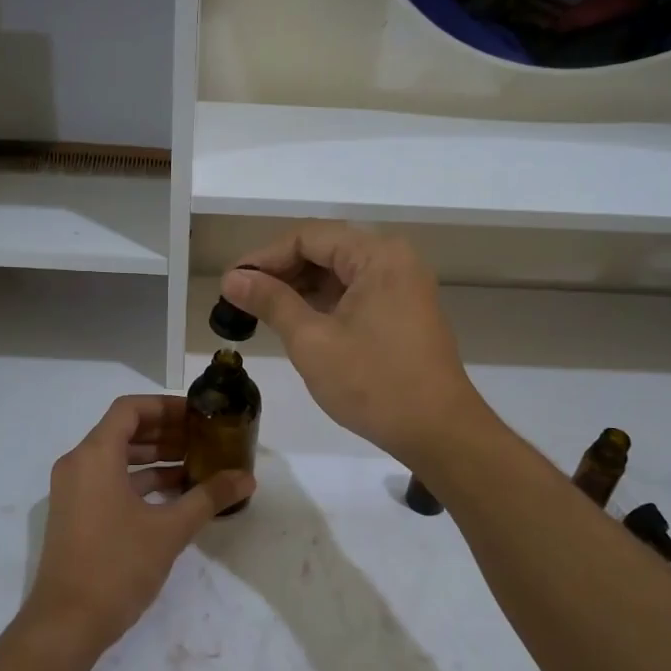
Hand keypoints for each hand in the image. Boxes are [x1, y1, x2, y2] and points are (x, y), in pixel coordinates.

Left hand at [24, 395, 253, 658]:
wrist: (66, 624)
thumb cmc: (117, 566)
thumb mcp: (170, 530)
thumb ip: (209, 497)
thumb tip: (247, 478)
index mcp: (95, 455)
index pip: (130, 409)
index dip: (166, 406)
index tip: (198, 415)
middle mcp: (78, 464)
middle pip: (123, 431)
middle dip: (165, 432)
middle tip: (204, 438)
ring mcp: (73, 491)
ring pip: (117, 458)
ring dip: (155, 458)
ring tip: (196, 465)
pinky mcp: (75, 514)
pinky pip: (109, 481)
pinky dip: (140, 481)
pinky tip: (174, 495)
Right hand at [222, 224, 487, 467]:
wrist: (438, 432)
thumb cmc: (373, 383)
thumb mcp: (312, 341)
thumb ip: (271, 302)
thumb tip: (232, 279)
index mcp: (377, 255)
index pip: (308, 237)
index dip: (264, 257)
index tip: (231, 284)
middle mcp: (394, 260)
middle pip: (325, 250)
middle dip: (280, 272)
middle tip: (240, 300)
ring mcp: (403, 287)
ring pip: (339, 273)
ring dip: (300, 289)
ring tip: (260, 312)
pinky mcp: (404, 312)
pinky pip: (355, 294)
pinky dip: (323, 304)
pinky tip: (295, 323)